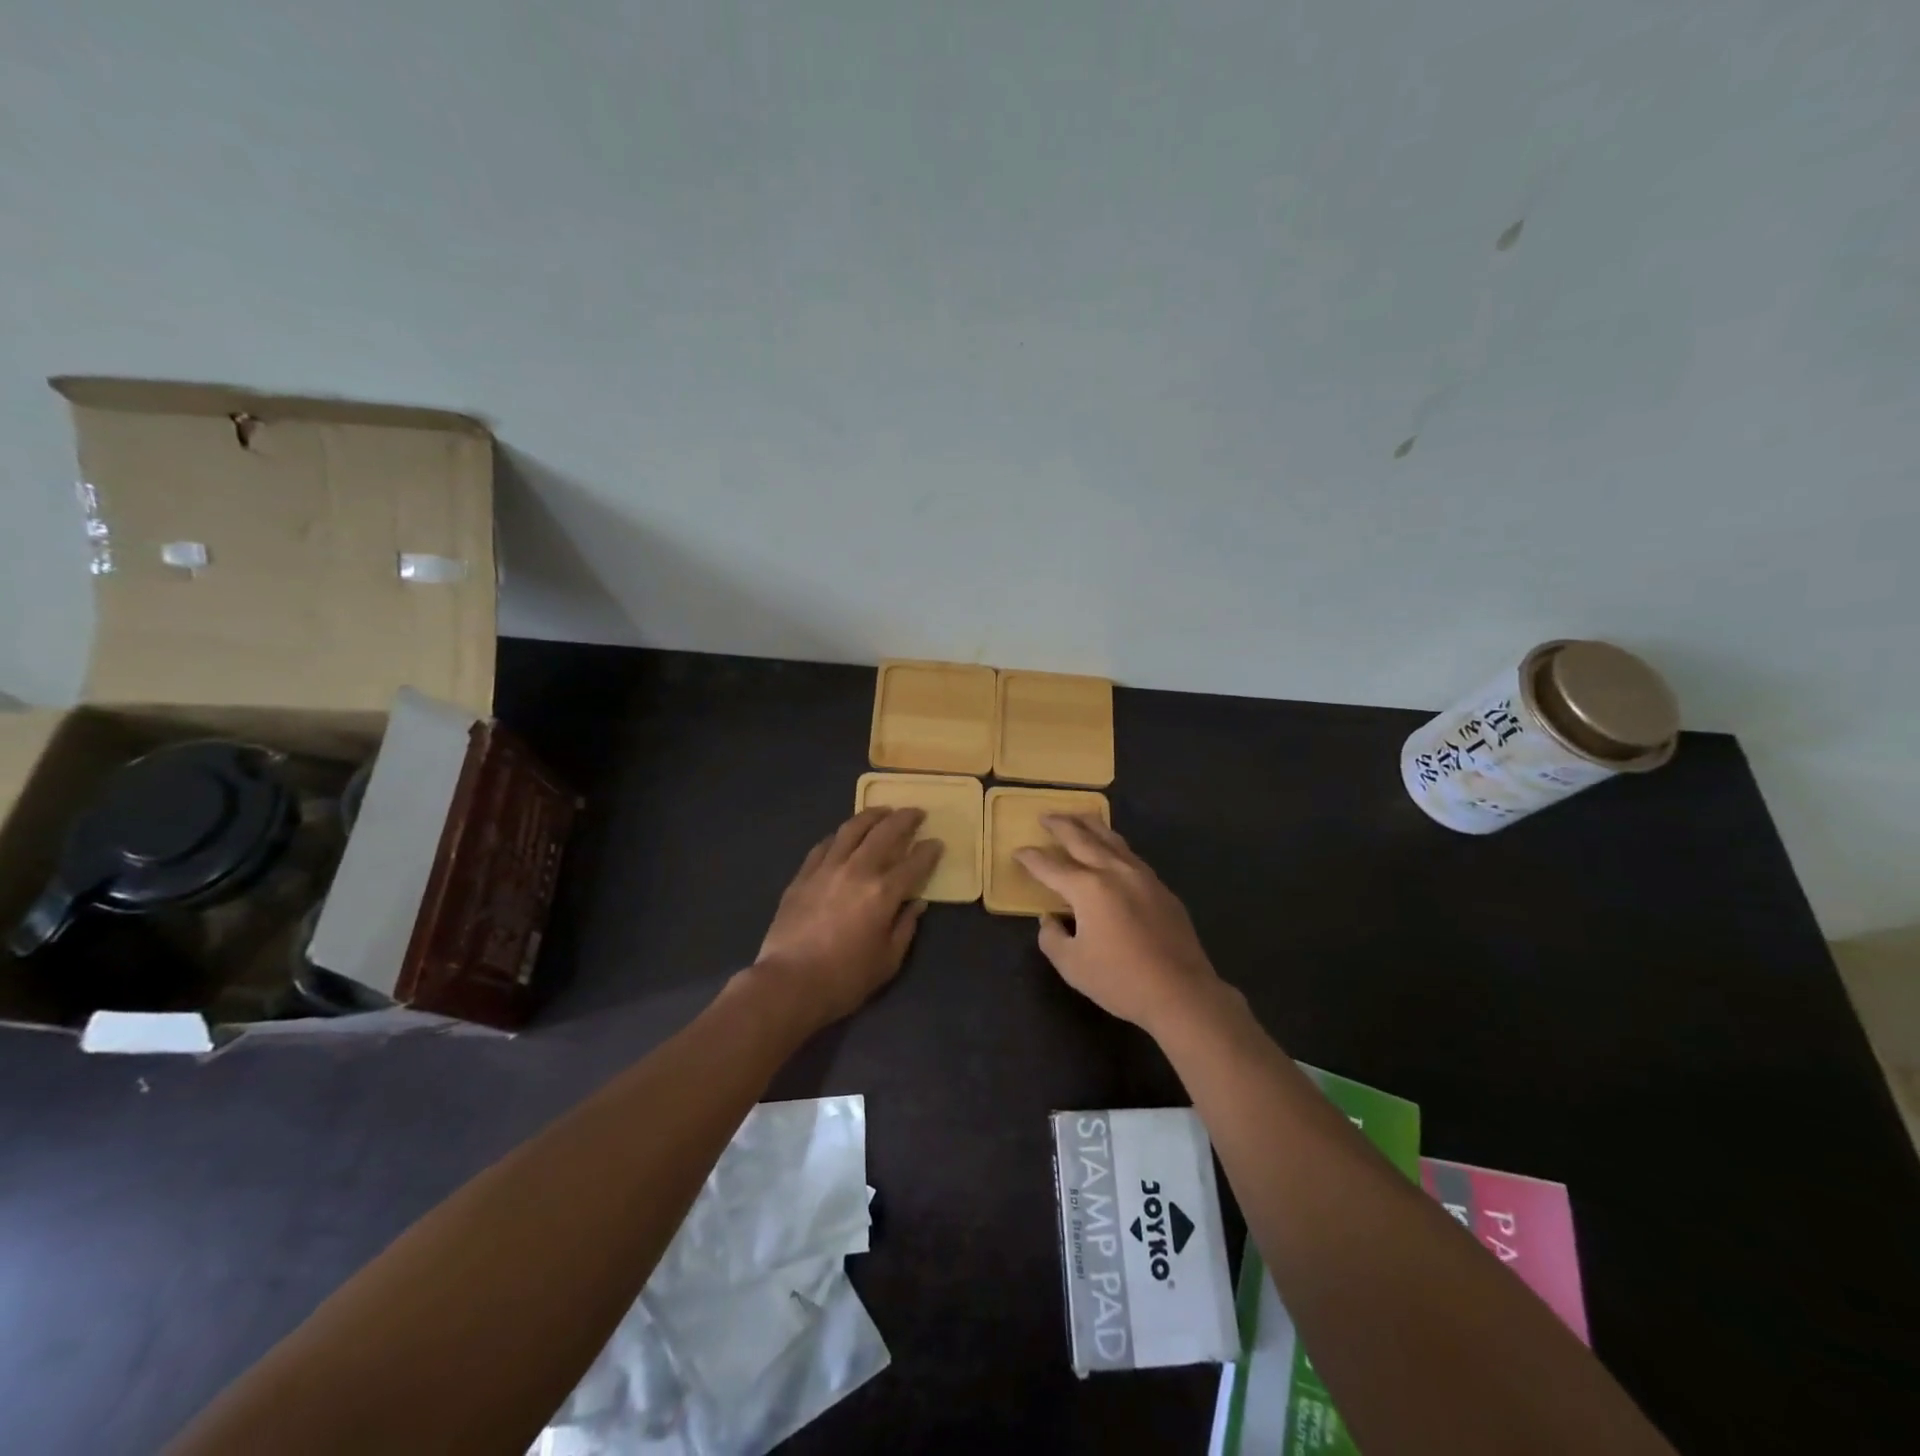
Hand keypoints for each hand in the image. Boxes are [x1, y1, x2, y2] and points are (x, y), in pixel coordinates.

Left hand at [752, 807, 941, 1029]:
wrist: (789, 983)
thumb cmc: (845, 978)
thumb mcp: (888, 960)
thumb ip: (906, 927)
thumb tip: (917, 903)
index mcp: (883, 892)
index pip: (914, 862)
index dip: (929, 850)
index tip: (937, 842)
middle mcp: (857, 870)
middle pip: (885, 832)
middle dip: (904, 819)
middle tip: (915, 812)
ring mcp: (827, 868)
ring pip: (852, 829)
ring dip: (871, 815)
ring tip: (882, 811)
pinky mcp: (803, 875)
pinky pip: (824, 845)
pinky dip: (839, 836)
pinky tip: (844, 836)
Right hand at [1014, 815, 1225, 1036]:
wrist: (1181, 992)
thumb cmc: (1120, 980)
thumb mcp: (1072, 965)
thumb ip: (1052, 937)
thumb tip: (1050, 919)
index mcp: (1088, 888)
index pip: (1050, 866)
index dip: (1031, 858)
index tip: (1018, 851)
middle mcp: (1114, 872)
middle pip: (1083, 839)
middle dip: (1061, 825)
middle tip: (1045, 815)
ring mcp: (1142, 877)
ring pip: (1112, 840)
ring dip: (1091, 825)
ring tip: (1079, 816)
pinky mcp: (1161, 889)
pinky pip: (1131, 856)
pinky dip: (1114, 845)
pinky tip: (1112, 850)